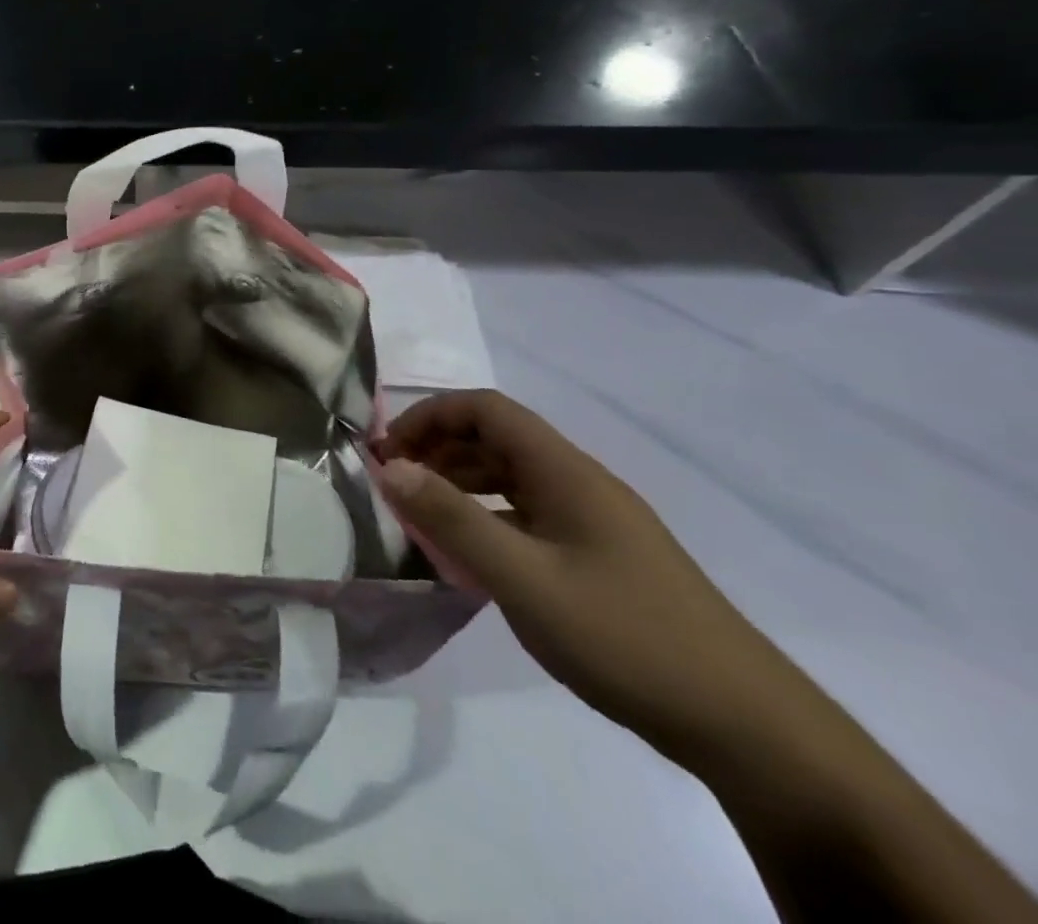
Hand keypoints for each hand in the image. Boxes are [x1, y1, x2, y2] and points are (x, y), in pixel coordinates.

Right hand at [374, 389, 803, 765]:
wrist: (748, 728)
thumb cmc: (626, 638)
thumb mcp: (524, 580)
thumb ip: (453, 519)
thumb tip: (390, 467)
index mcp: (565, 472)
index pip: (486, 409)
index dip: (430, 416)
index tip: (389, 452)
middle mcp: (579, 483)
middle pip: (495, 438)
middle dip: (437, 449)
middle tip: (393, 485)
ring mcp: (593, 521)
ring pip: (510, 478)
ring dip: (459, 484)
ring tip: (419, 518)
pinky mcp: (600, 557)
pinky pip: (527, 516)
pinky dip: (486, 519)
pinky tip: (468, 557)